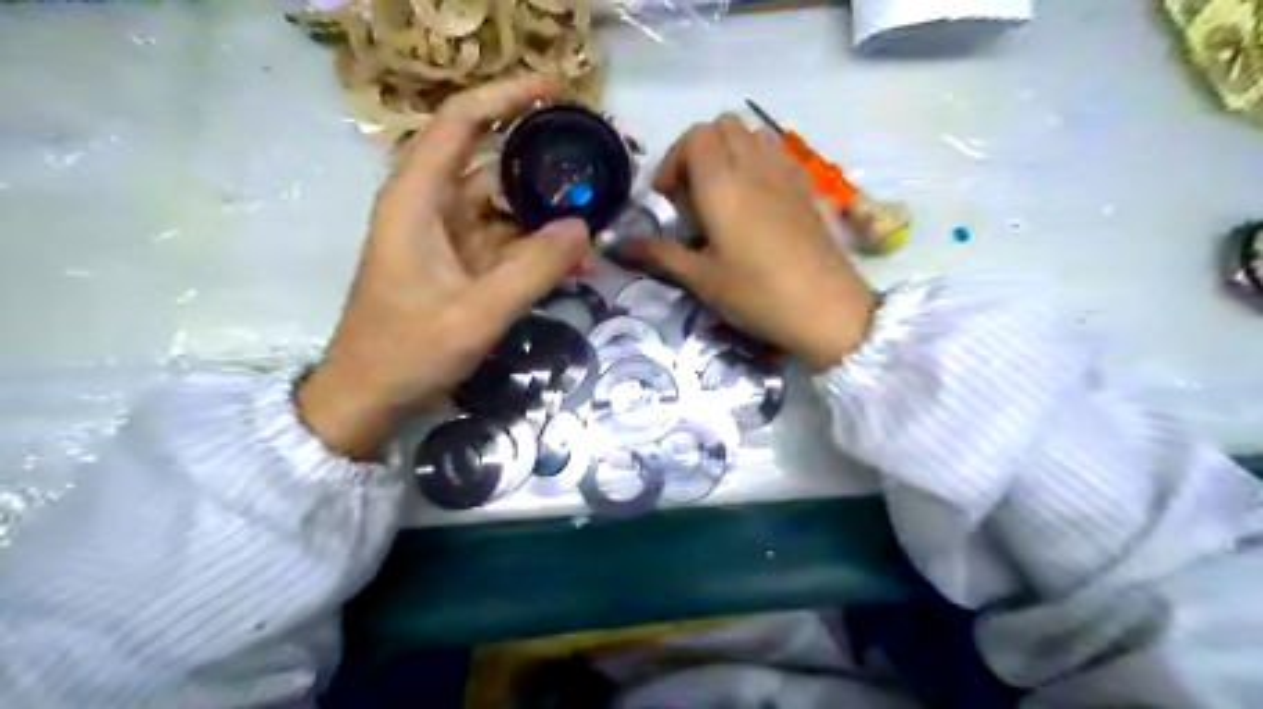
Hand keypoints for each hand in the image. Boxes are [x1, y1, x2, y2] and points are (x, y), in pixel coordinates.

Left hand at [299, 72, 589, 458]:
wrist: (369, 398)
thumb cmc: (408, 351)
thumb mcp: (477, 312)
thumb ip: (534, 269)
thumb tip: (584, 227)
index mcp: (418, 199)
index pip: (461, 123)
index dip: (506, 97)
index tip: (557, 90)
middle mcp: (432, 208)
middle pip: (493, 166)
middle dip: (544, 168)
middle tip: (596, 171)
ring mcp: (448, 239)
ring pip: (506, 210)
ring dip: (548, 218)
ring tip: (597, 225)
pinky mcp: (460, 267)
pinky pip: (506, 246)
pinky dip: (537, 251)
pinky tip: (576, 263)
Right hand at [631, 117, 879, 369]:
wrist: (826, 308)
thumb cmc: (756, 293)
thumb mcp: (701, 278)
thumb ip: (659, 253)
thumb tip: (617, 245)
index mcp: (722, 182)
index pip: (694, 137)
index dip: (674, 160)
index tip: (669, 199)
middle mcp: (754, 164)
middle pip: (721, 126)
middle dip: (698, 152)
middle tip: (693, 197)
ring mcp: (785, 171)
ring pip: (751, 134)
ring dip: (729, 153)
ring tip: (723, 197)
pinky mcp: (806, 185)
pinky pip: (775, 151)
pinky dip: (756, 161)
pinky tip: (754, 202)